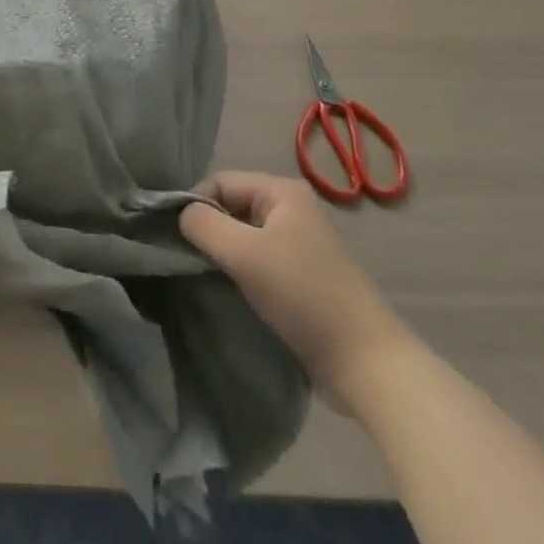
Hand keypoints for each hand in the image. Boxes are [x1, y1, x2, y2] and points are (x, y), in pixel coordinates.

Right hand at [179, 171, 410, 402]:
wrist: (363, 362)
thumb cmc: (302, 295)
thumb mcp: (244, 254)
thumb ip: (203, 225)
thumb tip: (181, 213)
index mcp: (282, 191)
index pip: (220, 181)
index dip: (195, 205)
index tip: (179, 239)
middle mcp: (292, 208)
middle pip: (231, 205)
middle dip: (209, 229)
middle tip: (192, 260)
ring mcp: (299, 242)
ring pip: (242, 234)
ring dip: (223, 253)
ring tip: (210, 276)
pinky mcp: (301, 274)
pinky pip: (257, 258)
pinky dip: (240, 270)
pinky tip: (233, 289)